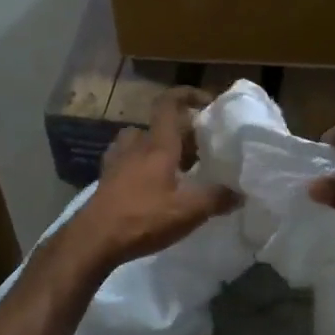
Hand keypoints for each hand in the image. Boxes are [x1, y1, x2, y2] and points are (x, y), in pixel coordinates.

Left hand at [67, 87, 238, 271]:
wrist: (94, 240)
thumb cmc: (143, 218)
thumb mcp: (188, 211)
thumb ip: (217, 198)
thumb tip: (240, 193)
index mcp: (157, 145)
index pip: (169, 104)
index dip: (187, 95)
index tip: (206, 102)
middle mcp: (135, 145)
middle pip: (159, 126)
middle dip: (182, 132)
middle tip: (202, 150)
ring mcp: (117, 161)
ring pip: (140, 141)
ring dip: (158, 147)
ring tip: (176, 166)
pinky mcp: (106, 179)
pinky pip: (127, 160)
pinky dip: (141, 164)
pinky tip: (150, 184)